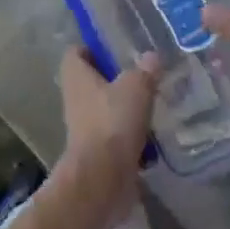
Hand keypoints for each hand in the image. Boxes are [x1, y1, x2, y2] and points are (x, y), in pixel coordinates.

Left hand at [55, 47, 158, 221]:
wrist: (102, 182)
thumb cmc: (112, 123)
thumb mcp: (136, 87)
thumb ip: (145, 70)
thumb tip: (152, 56)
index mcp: (76, 76)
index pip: (77, 52)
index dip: (93, 47)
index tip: (117, 48)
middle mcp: (75, 99)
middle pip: (93, 81)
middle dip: (116, 79)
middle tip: (142, 74)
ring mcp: (84, 128)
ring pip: (106, 109)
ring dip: (126, 108)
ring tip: (153, 102)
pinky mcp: (97, 153)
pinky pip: (115, 136)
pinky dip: (131, 135)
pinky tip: (154, 134)